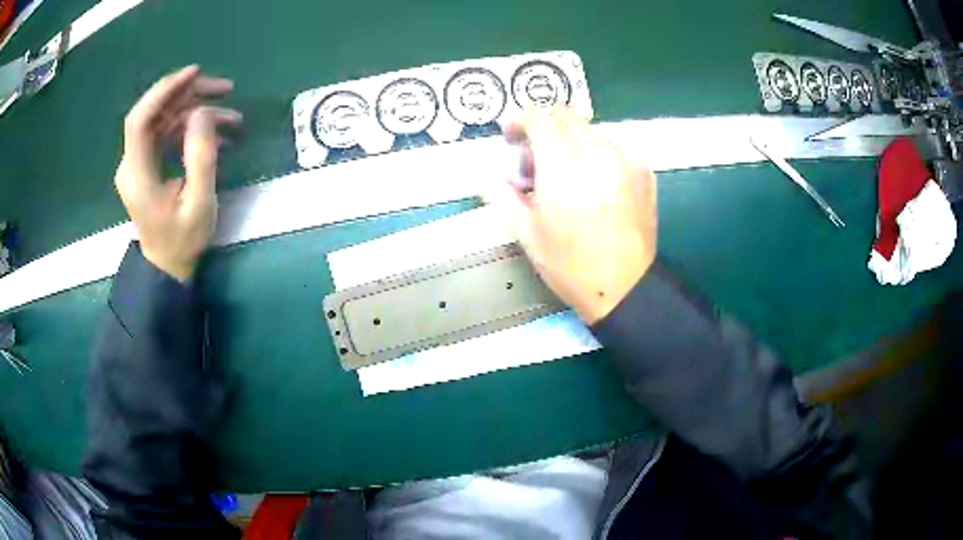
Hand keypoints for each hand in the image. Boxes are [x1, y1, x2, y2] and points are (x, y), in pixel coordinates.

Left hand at [115, 65, 241, 281]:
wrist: (166, 266)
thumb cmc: (182, 241)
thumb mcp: (199, 203)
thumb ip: (201, 157)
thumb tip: (203, 112)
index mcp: (137, 174)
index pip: (141, 119)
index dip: (165, 90)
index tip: (194, 73)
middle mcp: (132, 163)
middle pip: (155, 112)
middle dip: (189, 95)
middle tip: (226, 90)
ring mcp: (138, 162)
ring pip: (164, 120)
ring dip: (196, 110)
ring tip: (231, 116)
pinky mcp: (146, 164)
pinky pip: (166, 133)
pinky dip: (190, 127)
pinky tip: (216, 133)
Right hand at [485, 108, 656, 323]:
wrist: (624, 288)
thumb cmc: (569, 264)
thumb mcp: (525, 232)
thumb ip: (500, 194)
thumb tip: (485, 174)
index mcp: (562, 163)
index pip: (538, 116)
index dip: (520, 121)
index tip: (513, 140)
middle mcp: (596, 150)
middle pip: (565, 115)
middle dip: (545, 128)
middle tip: (538, 161)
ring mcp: (625, 159)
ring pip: (590, 131)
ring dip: (572, 142)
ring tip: (569, 178)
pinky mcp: (643, 171)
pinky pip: (614, 149)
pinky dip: (598, 156)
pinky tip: (596, 187)